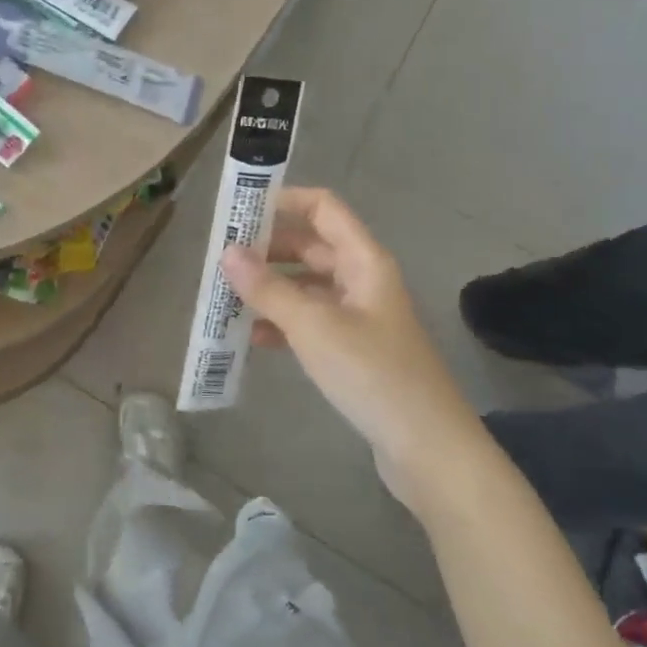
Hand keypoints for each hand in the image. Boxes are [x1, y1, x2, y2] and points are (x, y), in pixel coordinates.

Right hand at [220, 188, 486, 502]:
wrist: (426, 445)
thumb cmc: (372, 374)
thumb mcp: (314, 327)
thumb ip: (268, 288)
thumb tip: (227, 253)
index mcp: (363, 261)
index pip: (323, 208)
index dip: (283, 201)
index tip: (237, 210)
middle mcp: (361, 279)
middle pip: (310, 246)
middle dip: (266, 248)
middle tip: (220, 259)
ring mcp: (357, 315)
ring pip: (305, 286)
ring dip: (269, 287)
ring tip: (225, 297)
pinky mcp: (351, 348)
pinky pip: (309, 320)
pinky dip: (281, 321)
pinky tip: (252, 337)